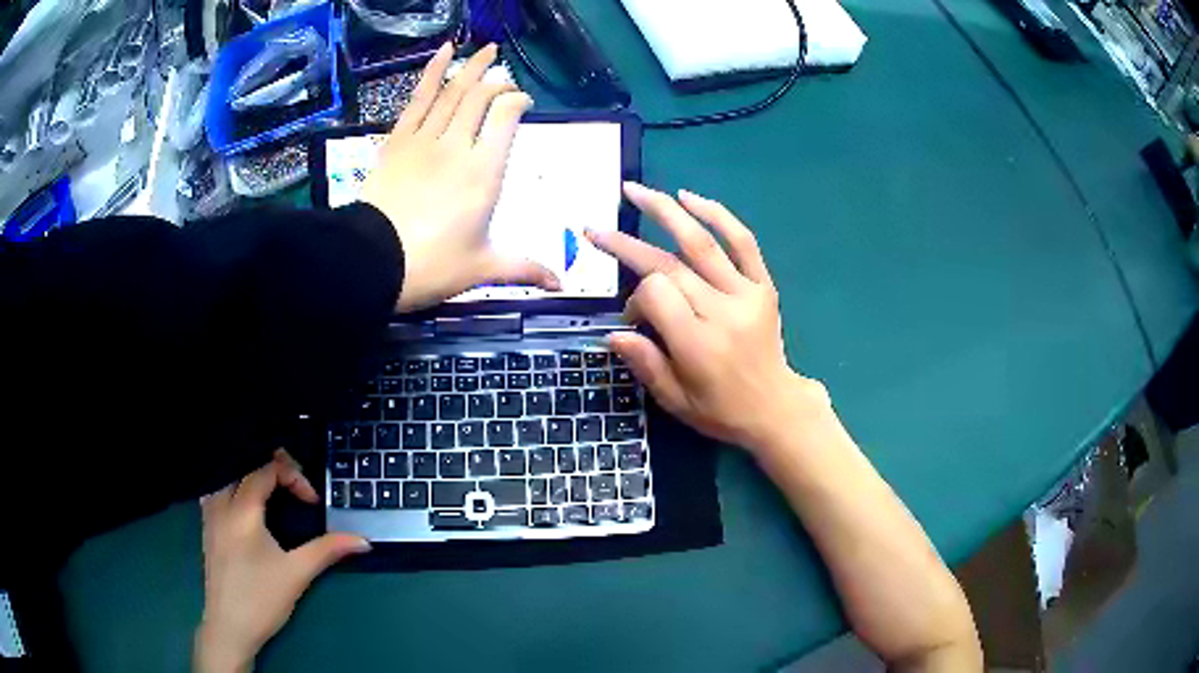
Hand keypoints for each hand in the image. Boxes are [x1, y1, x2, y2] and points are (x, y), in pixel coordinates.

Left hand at [195, 450, 369, 672]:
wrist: (229, 627)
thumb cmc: (262, 599)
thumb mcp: (297, 573)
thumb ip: (327, 550)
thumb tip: (364, 541)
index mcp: (242, 510)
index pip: (266, 470)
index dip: (293, 477)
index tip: (313, 502)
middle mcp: (221, 504)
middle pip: (244, 466)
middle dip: (272, 470)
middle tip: (295, 488)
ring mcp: (209, 515)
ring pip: (227, 477)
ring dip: (250, 477)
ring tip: (272, 492)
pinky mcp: (206, 529)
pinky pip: (216, 491)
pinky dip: (233, 488)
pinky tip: (244, 506)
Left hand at [362, 42, 559, 311]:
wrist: (372, 262)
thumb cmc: (431, 266)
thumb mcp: (481, 269)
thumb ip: (523, 269)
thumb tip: (561, 284)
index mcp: (483, 172)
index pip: (506, 117)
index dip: (517, 101)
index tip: (522, 104)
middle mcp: (457, 145)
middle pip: (481, 97)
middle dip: (497, 82)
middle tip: (506, 80)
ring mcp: (425, 138)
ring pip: (453, 90)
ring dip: (471, 67)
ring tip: (487, 49)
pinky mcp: (398, 139)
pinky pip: (418, 98)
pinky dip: (431, 72)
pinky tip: (444, 51)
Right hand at [587, 183, 829, 450]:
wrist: (775, 408)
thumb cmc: (720, 410)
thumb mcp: (675, 401)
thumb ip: (645, 363)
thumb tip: (613, 331)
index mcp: (699, 345)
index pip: (656, 295)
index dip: (635, 300)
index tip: (633, 319)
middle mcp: (723, 312)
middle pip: (670, 265)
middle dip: (629, 245)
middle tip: (596, 230)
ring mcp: (747, 294)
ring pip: (701, 243)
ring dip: (664, 211)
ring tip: (634, 190)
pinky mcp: (764, 286)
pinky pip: (743, 242)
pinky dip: (717, 214)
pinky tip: (688, 197)